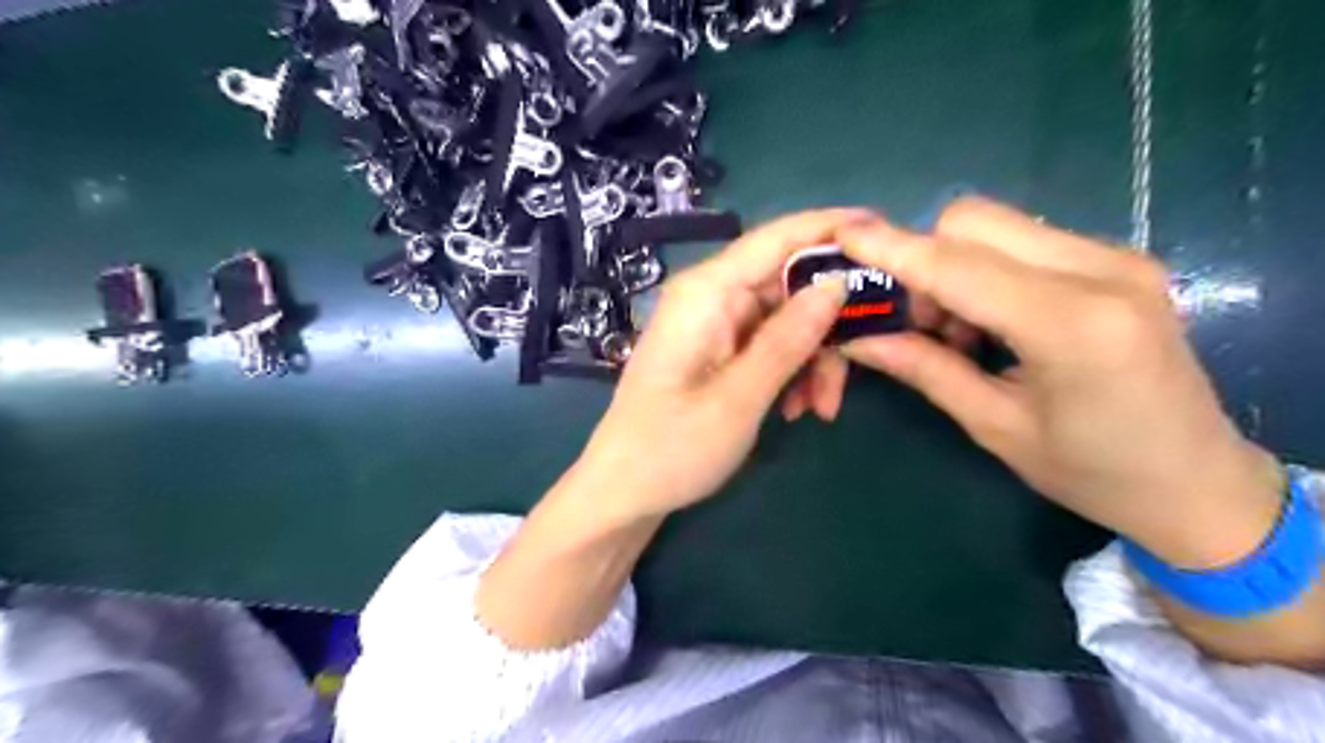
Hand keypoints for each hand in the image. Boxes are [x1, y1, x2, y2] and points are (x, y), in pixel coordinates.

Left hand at [576, 207, 865, 521]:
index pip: (777, 238)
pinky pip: (769, 345)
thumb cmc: (672, 448)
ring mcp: (714, 325)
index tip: (886, 232)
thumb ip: (789, 338)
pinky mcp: (718, 350)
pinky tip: (796, 410)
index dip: (832, 228)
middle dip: (829, 325)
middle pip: (789, 284)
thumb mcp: (740, 397)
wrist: (625, 492)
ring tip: (821, 410)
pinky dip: (791, 371)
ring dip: (813, 359)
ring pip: (786, 320)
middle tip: (861, 367)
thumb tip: (837, 283)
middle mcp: (711, 297)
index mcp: (707, 292)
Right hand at [837, 197, 1282, 569]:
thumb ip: (925, 369)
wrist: (1200, 483)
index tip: (842, 236)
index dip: (893, 248)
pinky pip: (1022, 240)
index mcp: (1072, 326)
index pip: (958, 266)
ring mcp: (1117, 258)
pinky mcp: (1118, 260)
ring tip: (955, 330)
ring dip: (951, 266)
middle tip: (917, 322)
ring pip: (996, 226)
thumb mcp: (995, 427)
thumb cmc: (1093, 473)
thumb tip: (857, 338)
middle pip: (973, 222)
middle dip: (923, 259)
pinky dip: (983, 270)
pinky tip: (990, 321)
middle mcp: (1101, 271)